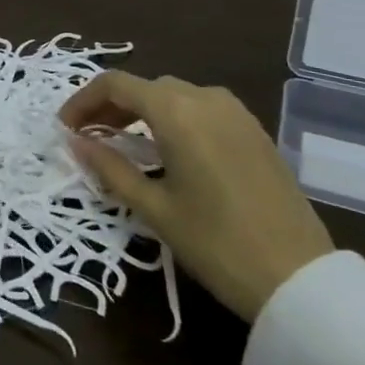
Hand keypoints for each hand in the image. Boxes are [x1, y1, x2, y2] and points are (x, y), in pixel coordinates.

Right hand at [59, 73, 332, 322]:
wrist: (299, 279)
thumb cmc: (216, 243)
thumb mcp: (153, 207)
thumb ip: (109, 167)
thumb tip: (75, 141)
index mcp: (177, 111)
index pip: (116, 85)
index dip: (83, 101)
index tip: (65, 128)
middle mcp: (205, 98)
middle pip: (145, 86)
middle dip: (111, 106)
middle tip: (89, 137)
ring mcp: (235, 112)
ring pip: (174, 95)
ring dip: (142, 110)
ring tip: (122, 143)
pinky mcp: (254, 131)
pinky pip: (201, 109)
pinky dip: (173, 118)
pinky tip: (166, 150)